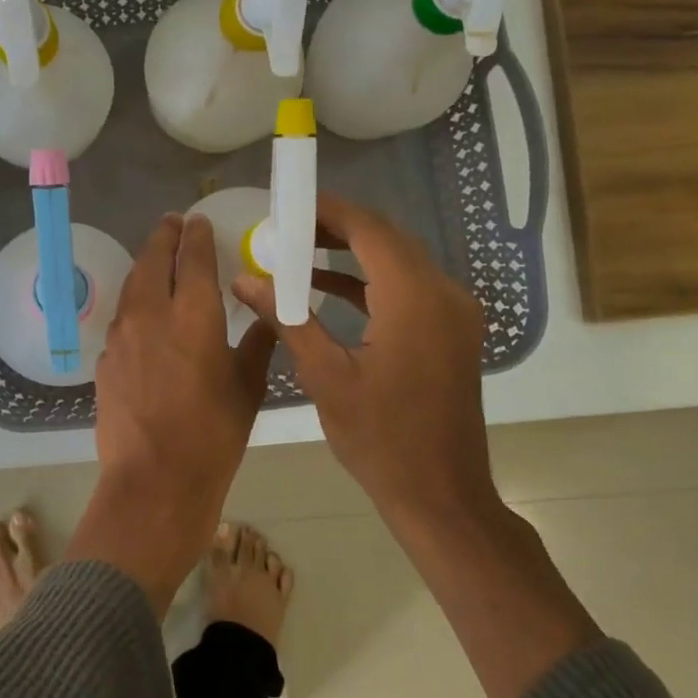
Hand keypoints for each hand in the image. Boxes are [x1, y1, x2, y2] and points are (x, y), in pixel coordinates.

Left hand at [66, 213, 277, 615]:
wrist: (153, 481)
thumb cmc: (212, 436)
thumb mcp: (247, 389)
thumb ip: (257, 344)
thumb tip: (268, 318)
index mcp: (193, 315)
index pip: (193, 258)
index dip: (196, 235)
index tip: (198, 222)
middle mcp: (151, 313)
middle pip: (153, 259)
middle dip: (165, 236)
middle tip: (173, 224)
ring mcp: (121, 335)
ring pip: (132, 284)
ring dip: (146, 265)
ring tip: (158, 258)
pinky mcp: (105, 358)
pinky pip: (122, 316)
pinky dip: (136, 301)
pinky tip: (145, 313)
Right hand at [232, 192, 497, 546]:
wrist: (440, 494)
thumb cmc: (380, 439)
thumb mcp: (325, 376)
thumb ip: (286, 318)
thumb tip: (244, 279)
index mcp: (414, 299)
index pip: (369, 230)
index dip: (328, 209)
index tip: (287, 203)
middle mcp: (443, 294)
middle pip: (386, 239)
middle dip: (335, 227)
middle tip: (285, 227)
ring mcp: (453, 313)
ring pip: (398, 261)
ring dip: (350, 253)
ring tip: (297, 251)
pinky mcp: (450, 331)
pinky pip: (406, 288)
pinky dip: (368, 282)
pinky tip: (325, 287)